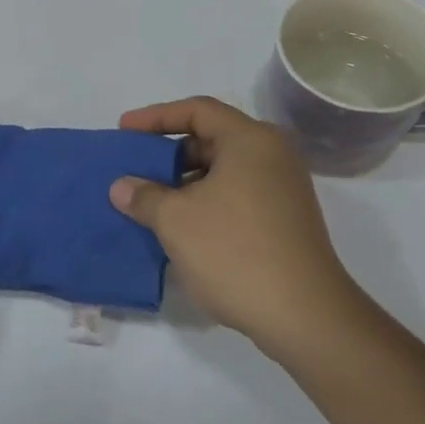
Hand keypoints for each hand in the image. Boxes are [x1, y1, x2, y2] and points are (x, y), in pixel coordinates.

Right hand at [110, 97, 368, 362]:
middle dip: (169, 155)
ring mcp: (283, 189)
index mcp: (250, 140)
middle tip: (134, 171)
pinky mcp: (285, 220)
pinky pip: (236, 197)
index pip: (197, 110)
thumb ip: (144, 196)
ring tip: (149, 204)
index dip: (155, 117)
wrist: (302, 313)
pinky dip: (206, 203)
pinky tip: (180, 229)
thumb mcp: (176, 221)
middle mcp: (272, 155)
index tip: (124, 130)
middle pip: (212, 140)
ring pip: (223, 172)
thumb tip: (122, 186)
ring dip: (184, 184)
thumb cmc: (234, 251)